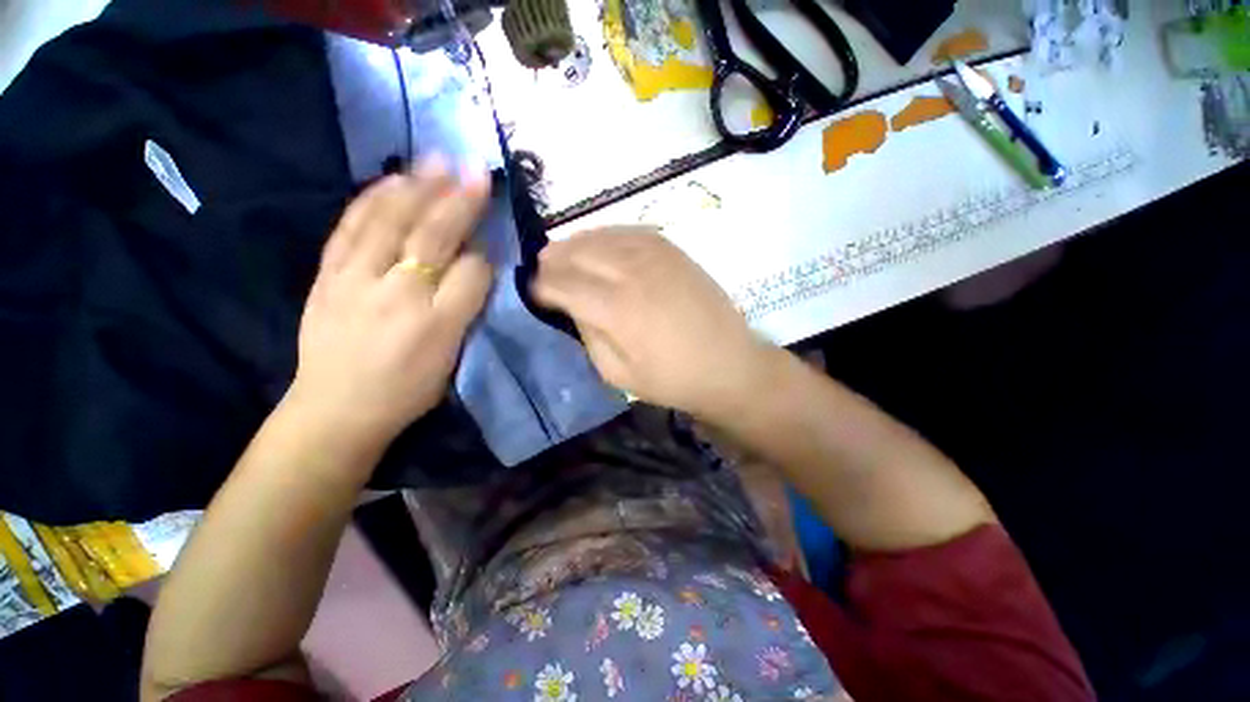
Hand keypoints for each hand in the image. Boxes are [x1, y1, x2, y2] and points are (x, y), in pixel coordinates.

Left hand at [286, 159, 491, 448]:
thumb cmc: (406, 390)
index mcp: (437, 323)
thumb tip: (475, 268)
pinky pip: (351, 226)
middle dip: (459, 202)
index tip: (491, 248)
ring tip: (438, 160)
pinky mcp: (328, 274)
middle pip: (433, 237)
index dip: (484, 257)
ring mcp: (356, 279)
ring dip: (419, 187)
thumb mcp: (451, 359)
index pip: (471, 273)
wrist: (335, 408)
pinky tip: (390, 179)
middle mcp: (398, 294)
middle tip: (476, 169)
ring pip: (391, 222)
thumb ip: (466, 311)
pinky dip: (372, 199)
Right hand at [532, 227, 774, 418]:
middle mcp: (632, 273)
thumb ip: (588, 334)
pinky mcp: (673, 249)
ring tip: (564, 255)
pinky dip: (606, 235)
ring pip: (600, 235)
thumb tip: (571, 304)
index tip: (531, 291)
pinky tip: (600, 246)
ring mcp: (655, 255)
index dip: (540, 285)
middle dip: (553, 260)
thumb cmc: (672, 379)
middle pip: (577, 253)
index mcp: (616, 310)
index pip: (562, 284)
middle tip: (543, 270)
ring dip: (576, 243)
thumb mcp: (617, 373)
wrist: (728, 364)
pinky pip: (629, 230)